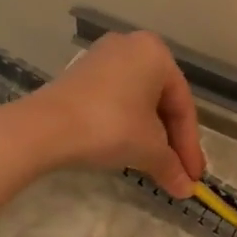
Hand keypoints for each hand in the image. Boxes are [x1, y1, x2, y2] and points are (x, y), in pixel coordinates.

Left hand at [24, 31, 205, 195]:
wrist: (44, 128)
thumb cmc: (110, 127)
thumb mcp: (149, 149)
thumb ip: (172, 167)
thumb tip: (187, 190)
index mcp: (157, 54)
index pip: (184, 107)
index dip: (190, 147)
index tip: (193, 177)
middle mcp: (132, 46)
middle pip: (162, 104)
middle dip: (170, 142)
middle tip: (177, 173)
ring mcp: (103, 58)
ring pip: (139, 104)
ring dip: (150, 137)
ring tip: (154, 166)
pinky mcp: (80, 75)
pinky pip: (116, 101)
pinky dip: (127, 126)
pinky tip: (128, 150)